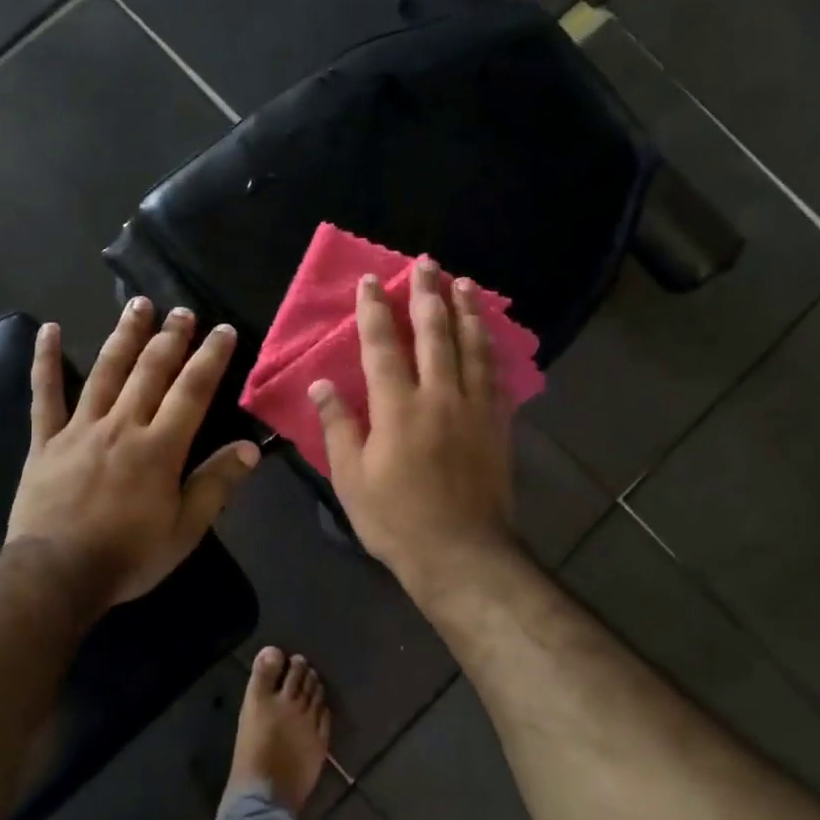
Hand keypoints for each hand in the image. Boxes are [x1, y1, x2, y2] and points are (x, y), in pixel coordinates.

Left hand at [7, 300, 260, 611]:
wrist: (56, 574)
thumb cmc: (128, 555)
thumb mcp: (185, 529)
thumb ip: (216, 484)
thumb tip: (250, 448)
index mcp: (160, 447)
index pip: (192, 391)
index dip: (210, 358)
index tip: (222, 330)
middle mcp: (122, 426)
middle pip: (150, 371)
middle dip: (170, 337)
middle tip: (182, 311)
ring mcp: (80, 428)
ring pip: (106, 371)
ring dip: (124, 336)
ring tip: (138, 305)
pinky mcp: (46, 440)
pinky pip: (45, 395)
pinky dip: (46, 361)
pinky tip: (49, 331)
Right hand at [310, 261, 519, 592]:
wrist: (461, 555)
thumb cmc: (396, 520)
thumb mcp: (351, 478)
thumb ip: (338, 426)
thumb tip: (322, 384)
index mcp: (398, 409)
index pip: (382, 347)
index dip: (375, 311)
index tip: (372, 281)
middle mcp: (440, 397)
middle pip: (435, 334)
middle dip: (429, 295)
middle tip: (428, 264)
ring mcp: (475, 409)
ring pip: (472, 348)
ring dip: (467, 312)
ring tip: (465, 283)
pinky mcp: (498, 426)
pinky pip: (496, 377)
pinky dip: (491, 350)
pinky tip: (490, 337)